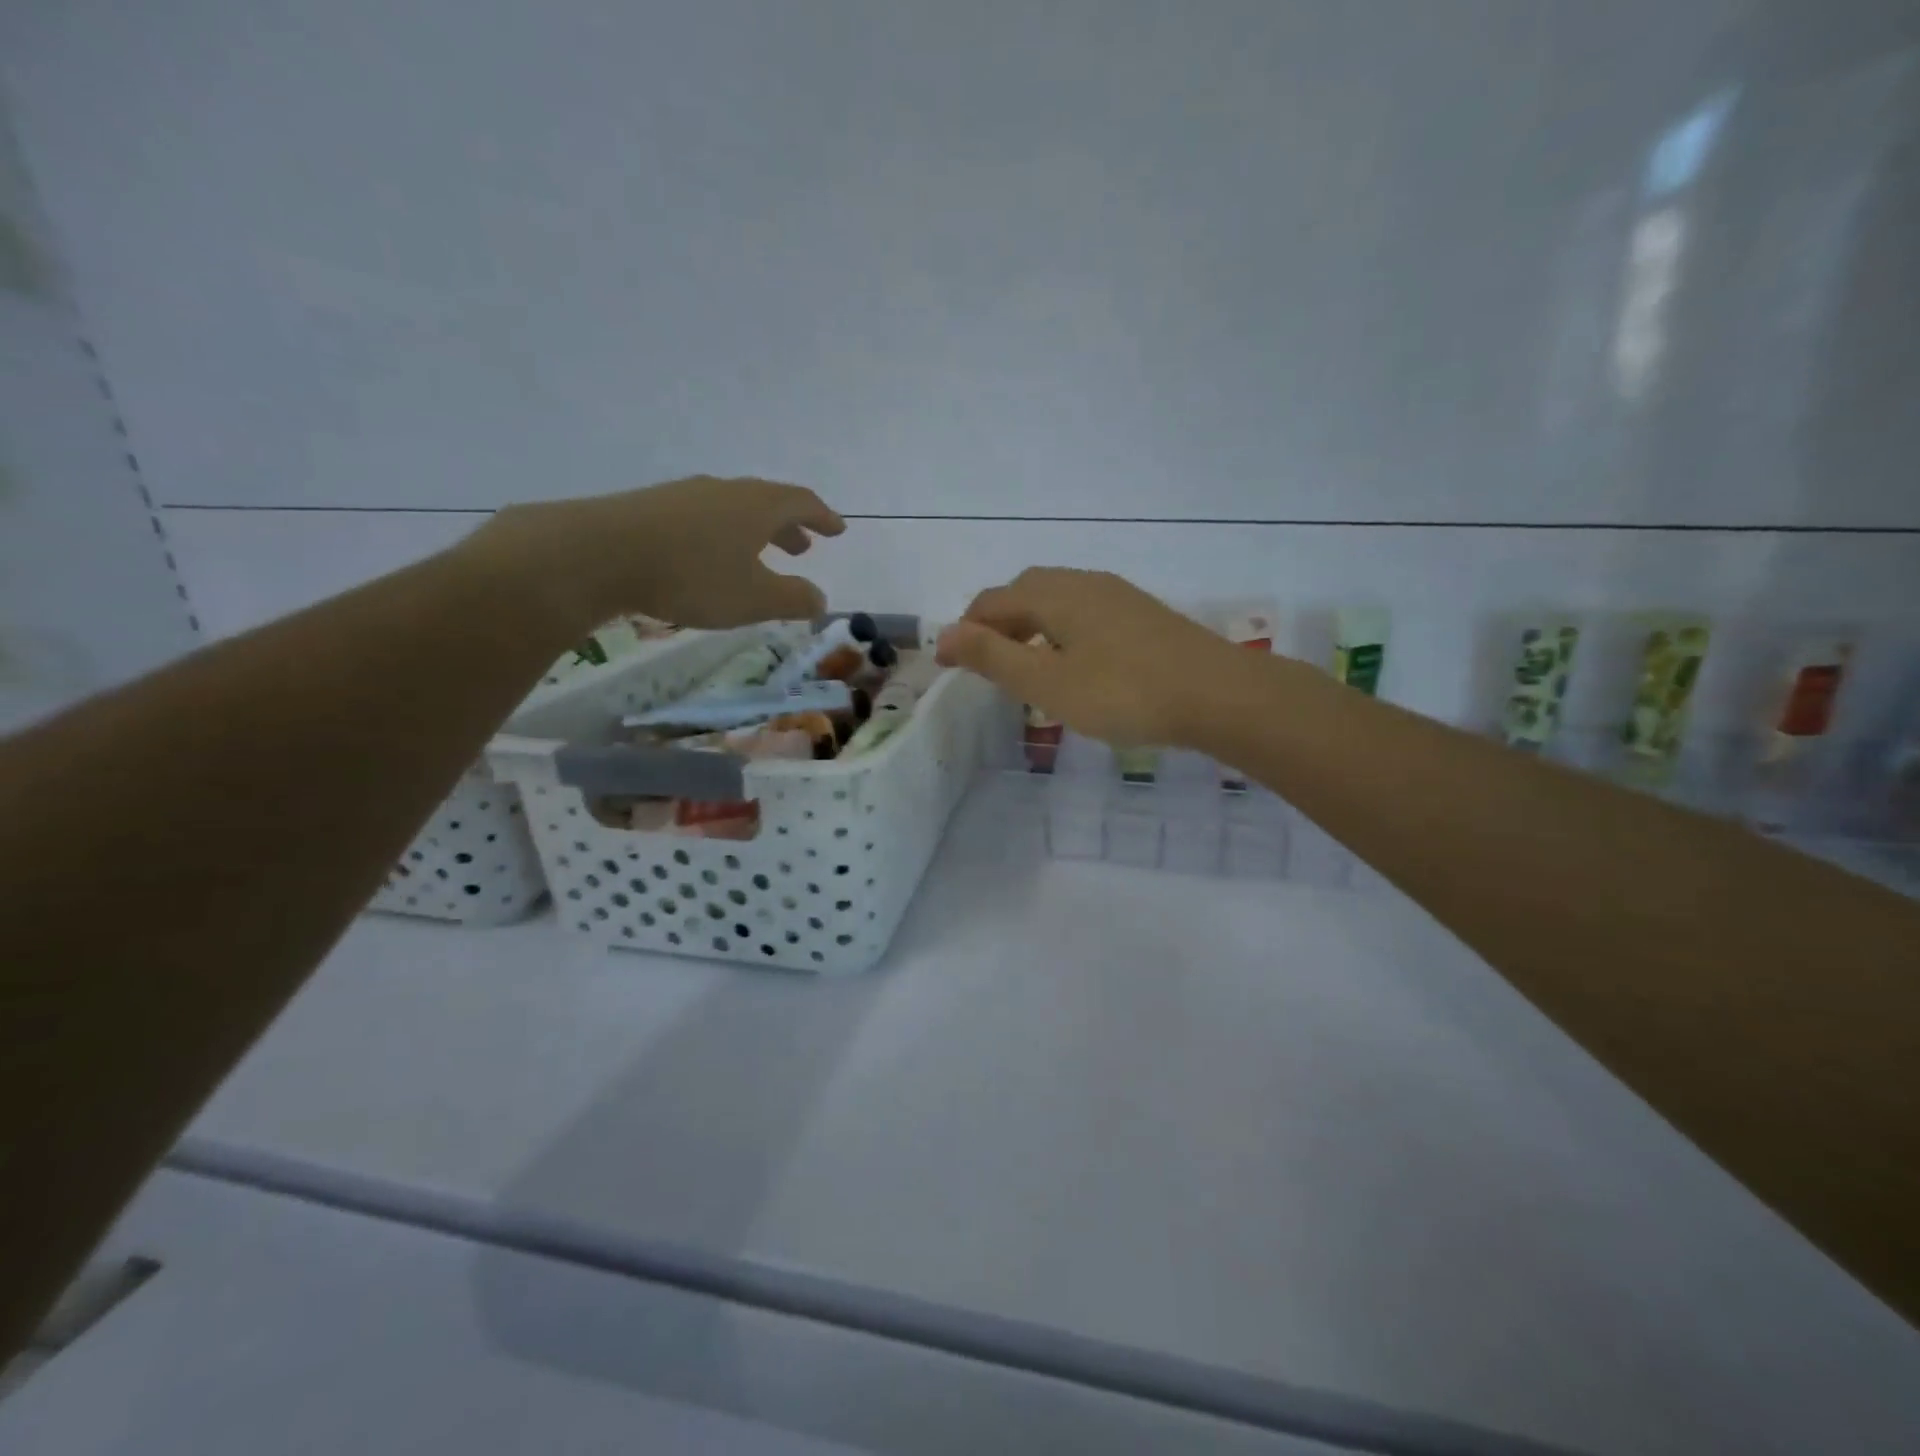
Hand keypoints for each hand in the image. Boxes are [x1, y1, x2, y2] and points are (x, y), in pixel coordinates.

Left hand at [467, 476, 844, 630]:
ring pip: (733, 510)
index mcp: (757, 506)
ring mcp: (685, 496)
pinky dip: (722, 535)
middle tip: (803, 547)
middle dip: (789, 526)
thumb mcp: (753, 599)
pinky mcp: (653, 509)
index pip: (801, 503)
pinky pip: (703, 518)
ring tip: (759, 556)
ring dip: (754, 531)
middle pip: (767, 502)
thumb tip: (819, 599)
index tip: (838, 529)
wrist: (598, 554)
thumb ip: (793, 599)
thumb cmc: (692, 576)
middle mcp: (725, 492)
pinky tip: (710, 558)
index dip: (823, 517)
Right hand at [935, 568, 1247, 746]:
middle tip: (986, 663)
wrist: (1218, 695)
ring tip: (1026, 665)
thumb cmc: (1124, 693)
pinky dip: (1061, 630)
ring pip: (1058, 600)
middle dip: (997, 623)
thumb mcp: (1047, 682)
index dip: (964, 630)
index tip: (947, 664)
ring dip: (1030, 625)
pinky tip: (1074, 662)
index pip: (992, 602)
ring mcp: (1118, 596)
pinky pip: (1085, 612)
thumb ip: (993, 657)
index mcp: (1055, 595)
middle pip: (1025, 592)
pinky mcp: (1143, 615)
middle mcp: (1084, 584)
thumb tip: (943, 634)